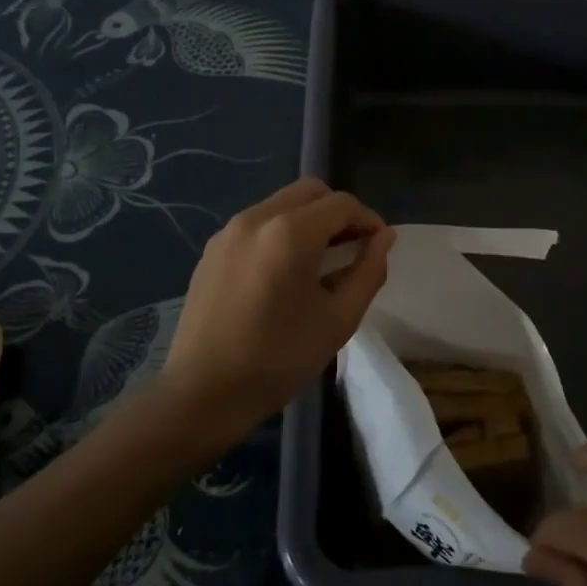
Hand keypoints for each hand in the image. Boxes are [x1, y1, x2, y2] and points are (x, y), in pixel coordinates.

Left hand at [160, 177, 392, 439]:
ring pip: (282, 204)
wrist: (202, 393)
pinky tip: (285, 272)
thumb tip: (384, 238)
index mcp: (290, 233)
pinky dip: (281, 232)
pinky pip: (257, 224)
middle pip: (310, 192)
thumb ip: (369, 271)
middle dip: (339, 212)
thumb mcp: (339, 319)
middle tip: (353, 248)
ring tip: (321, 261)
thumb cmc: (279, 359)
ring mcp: (229, 231)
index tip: (378, 246)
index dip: (368, 220)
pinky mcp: (212, 249)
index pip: (342, 204)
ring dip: (309, 220)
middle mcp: (257, 218)